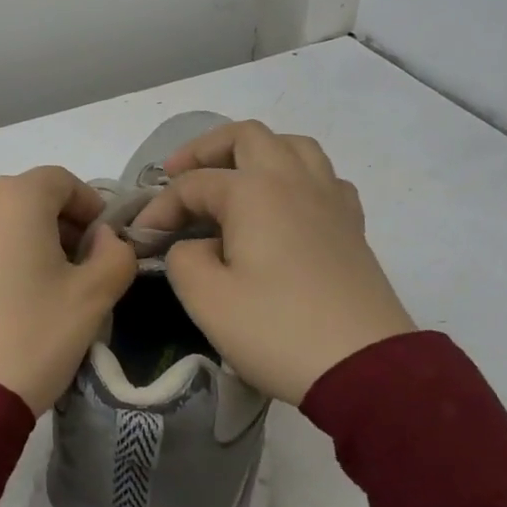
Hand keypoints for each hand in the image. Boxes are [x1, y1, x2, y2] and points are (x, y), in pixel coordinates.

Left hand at [0, 166, 137, 412]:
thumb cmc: (31, 337)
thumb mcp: (93, 298)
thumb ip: (115, 254)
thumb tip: (104, 238)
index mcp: (13, 198)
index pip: (61, 181)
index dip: (89, 206)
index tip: (103, 242)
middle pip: (25, 198)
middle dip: (57, 224)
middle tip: (77, 268)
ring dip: (22, 240)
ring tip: (36, 287)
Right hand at [135, 121, 415, 405]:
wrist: (365, 369)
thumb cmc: (277, 330)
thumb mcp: (206, 298)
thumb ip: (182, 258)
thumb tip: (192, 246)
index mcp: (254, 190)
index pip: (192, 184)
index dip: (160, 208)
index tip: (141, 240)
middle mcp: (293, 180)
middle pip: (246, 136)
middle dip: (205, 150)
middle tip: (179, 174)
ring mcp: (330, 199)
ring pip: (292, 146)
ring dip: (256, 152)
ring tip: (234, 178)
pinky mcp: (352, 226)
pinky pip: (323, 178)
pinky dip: (296, 178)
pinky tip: (286, 206)